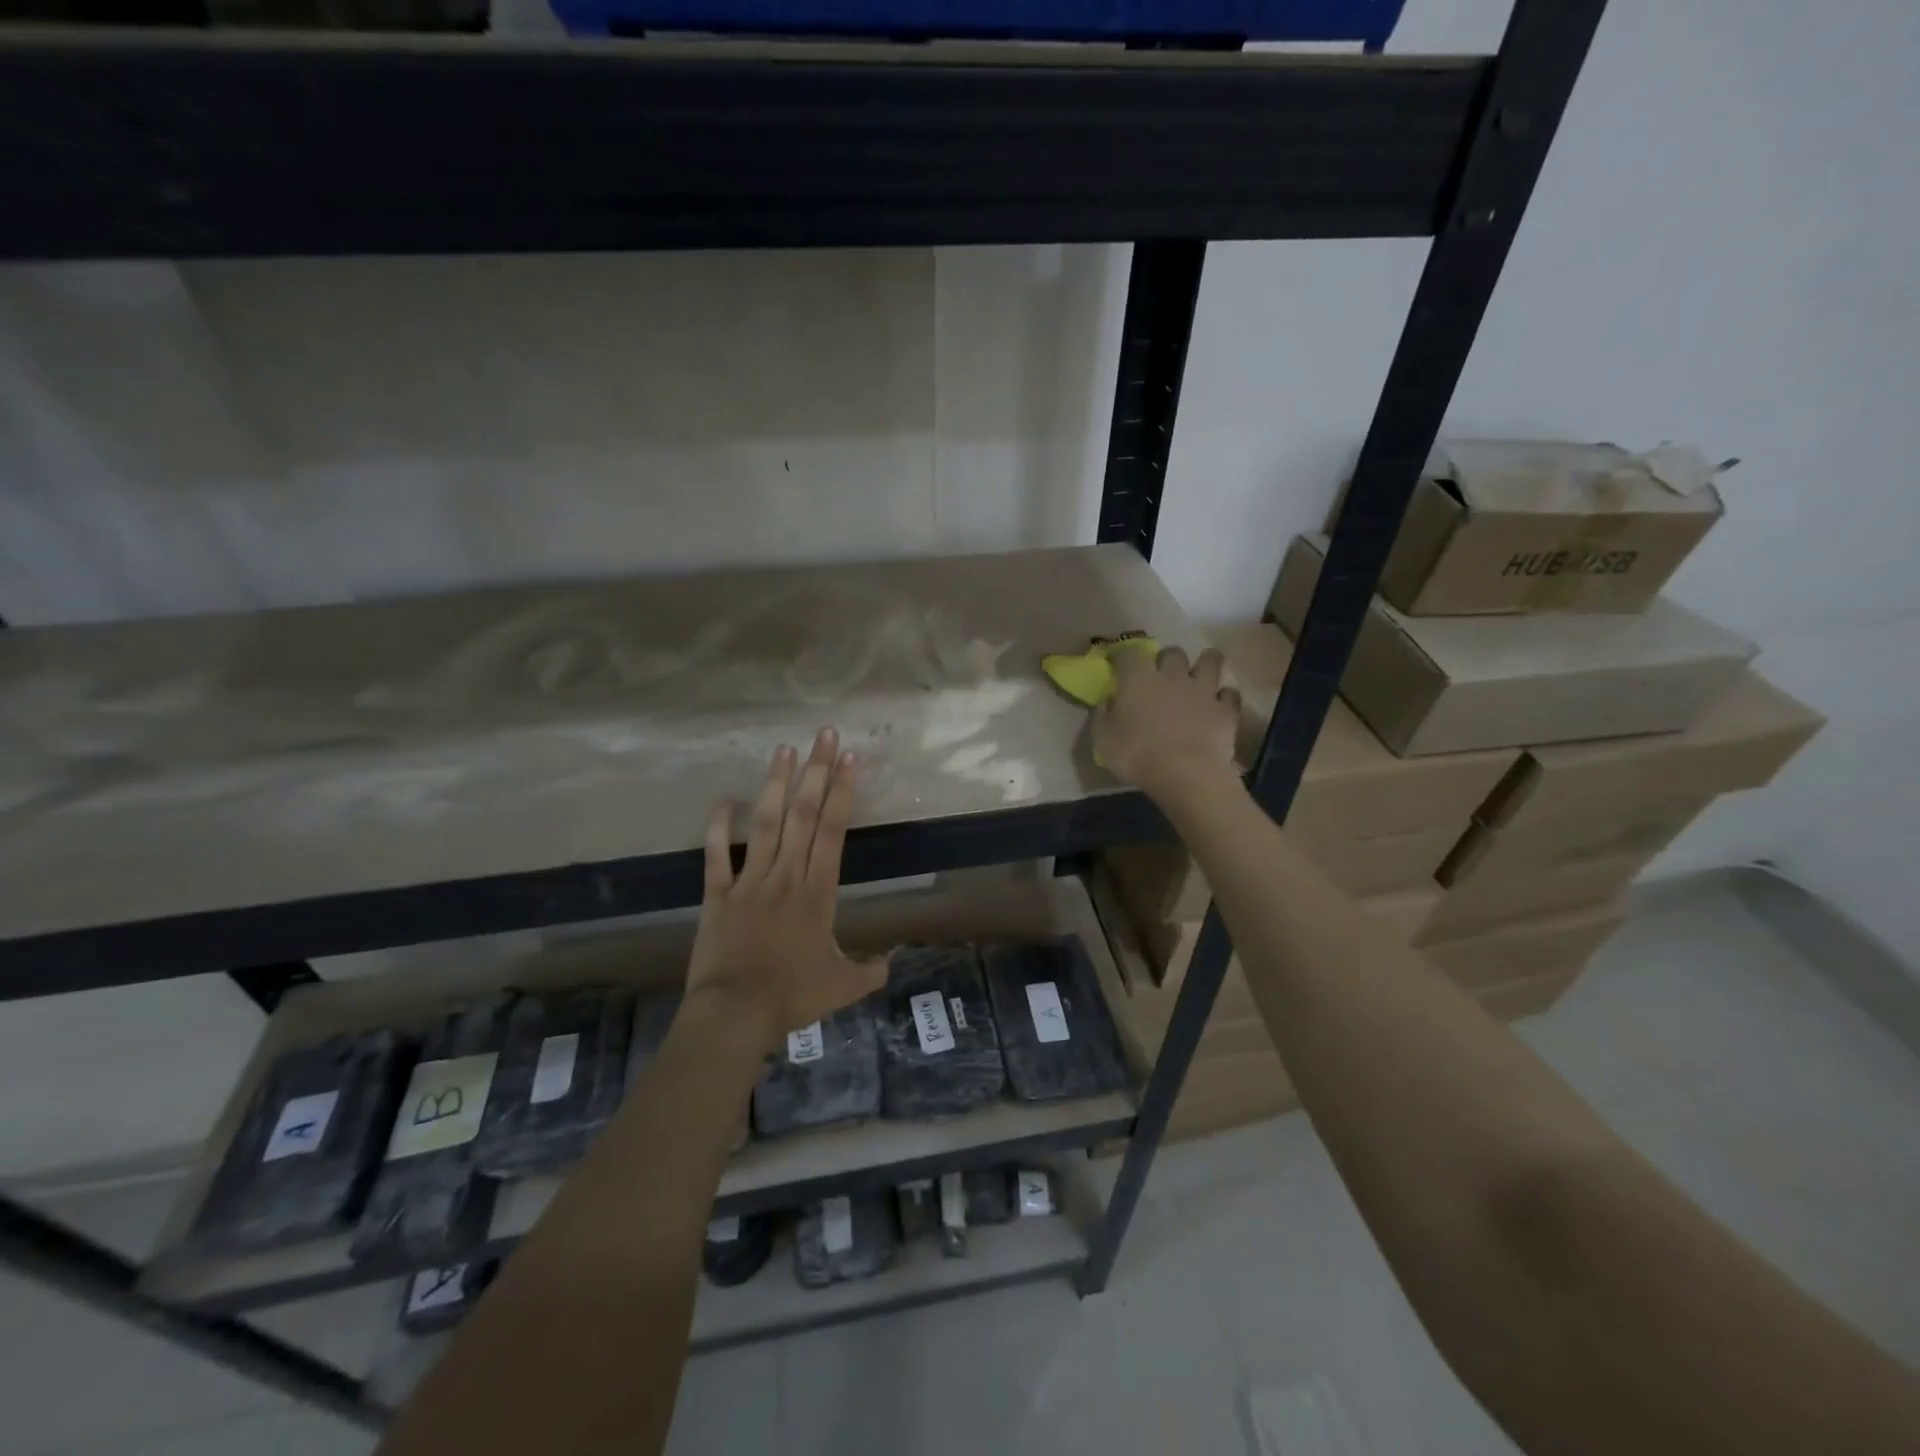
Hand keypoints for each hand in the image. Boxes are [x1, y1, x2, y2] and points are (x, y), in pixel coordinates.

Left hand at [685, 729, 887, 1052]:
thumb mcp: (843, 987)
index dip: (843, 792)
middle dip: (816, 772)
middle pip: (804, 815)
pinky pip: (717, 855)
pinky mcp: (718, 894)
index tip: (849, 758)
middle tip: (824, 735)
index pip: (834, 830)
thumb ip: (870, 970)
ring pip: (766, 824)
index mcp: (819, 891)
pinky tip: (724, 799)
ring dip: (775, 785)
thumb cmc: (793, 996)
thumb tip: (891, 961)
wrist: (736, 1014)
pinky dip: (719, 827)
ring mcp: (750, 881)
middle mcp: (787, 875)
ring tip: (783, 750)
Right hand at [1093, 646, 1242, 806]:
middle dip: (1166, 660)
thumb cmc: (1137, 756)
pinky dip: (1224, 696)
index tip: (1118, 666)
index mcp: (1139, 678)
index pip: (1128, 653)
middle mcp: (1173, 675)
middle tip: (1161, 675)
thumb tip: (1108, 700)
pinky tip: (1218, 704)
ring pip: (1210, 660)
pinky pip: (1230, 693)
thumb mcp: (1103, 738)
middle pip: (1172, 652)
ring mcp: (1203, 690)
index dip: (1122, 657)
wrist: (1186, 775)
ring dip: (1204, 664)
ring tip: (1199, 675)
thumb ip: (1103, 714)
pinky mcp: (1226, 709)